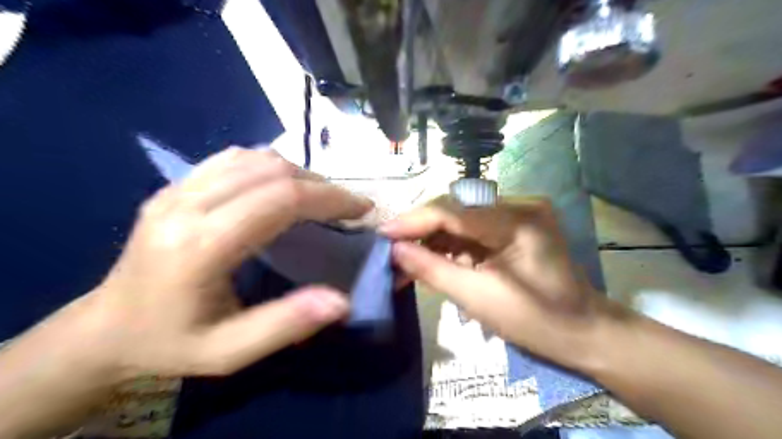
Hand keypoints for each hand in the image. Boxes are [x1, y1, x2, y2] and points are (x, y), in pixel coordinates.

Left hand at [71, 148, 372, 379]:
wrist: (104, 329)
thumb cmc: (170, 343)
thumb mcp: (230, 352)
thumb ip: (285, 324)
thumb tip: (342, 301)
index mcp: (200, 246)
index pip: (280, 199)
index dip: (329, 198)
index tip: (361, 209)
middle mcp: (186, 205)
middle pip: (271, 171)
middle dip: (322, 185)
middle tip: (347, 206)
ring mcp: (176, 189)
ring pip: (254, 158)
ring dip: (298, 173)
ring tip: (320, 198)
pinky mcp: (174, 186)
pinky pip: (233, 159)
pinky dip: (270, 166)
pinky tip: (282, 186)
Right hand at [382, 197, 620, 371]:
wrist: (581, 330)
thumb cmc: (535, 321)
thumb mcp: (477, 298)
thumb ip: (432, 270)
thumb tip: (395, 250)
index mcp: (518, 221)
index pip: (453, 210)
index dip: (413, 221)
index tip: (382, 235)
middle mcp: (520, 204)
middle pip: (456, 208)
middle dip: (420, 229)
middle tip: (391, 249)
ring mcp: (520, 211)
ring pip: (461, 217)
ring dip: (433, 237)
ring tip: (407, 258)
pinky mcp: (516, 223)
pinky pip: (473, 227)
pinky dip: (451, 242)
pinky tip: (433, 257)